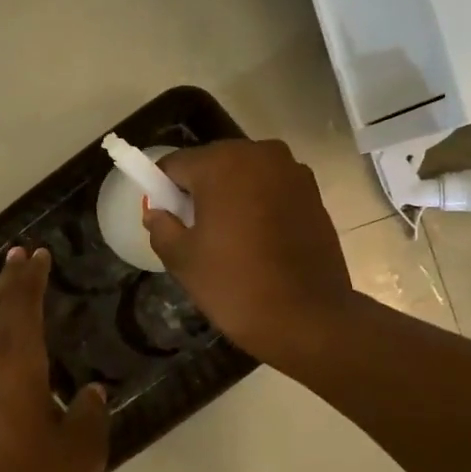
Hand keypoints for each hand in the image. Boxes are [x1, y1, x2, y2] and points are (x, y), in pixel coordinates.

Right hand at [144, 139, 354, 368]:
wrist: (307, 318)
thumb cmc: (235, 284)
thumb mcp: (182, 259)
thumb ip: (161, 226)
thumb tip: (156, 212)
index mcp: (221, 163)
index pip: (175, 165)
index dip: (163, 191)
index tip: (166, 220)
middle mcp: (259, 154)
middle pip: (212, 164)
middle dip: (199, 191)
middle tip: (196, 233)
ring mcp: (292, 171)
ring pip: (244, 176)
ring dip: (231, 197)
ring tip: (230, 239)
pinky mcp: (314, 193)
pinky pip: (271, 189)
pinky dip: (259, 205)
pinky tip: (259, 241)